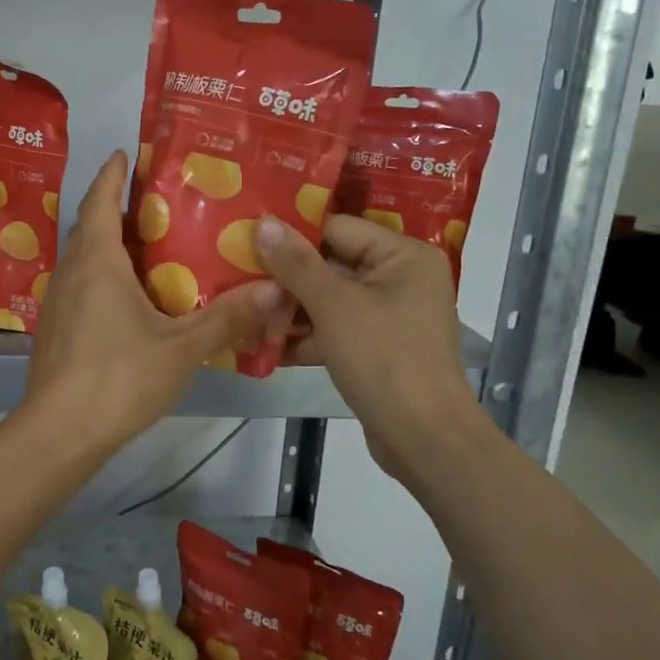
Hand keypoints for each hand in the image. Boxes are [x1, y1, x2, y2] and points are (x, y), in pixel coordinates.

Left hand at [23, 152, 282, 457]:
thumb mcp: (181, 348)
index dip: (111, 175)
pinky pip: (79, 287)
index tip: (124, 154)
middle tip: (154, 200)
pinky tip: (127, 299)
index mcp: (98, 262)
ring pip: (82, 259)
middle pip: (89, 227)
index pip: (100, 201)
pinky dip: (101, 277)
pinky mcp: (55, 331)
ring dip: (106, 244)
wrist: (58, 433)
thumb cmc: (118, 378)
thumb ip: (228, 318)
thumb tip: (276, 289)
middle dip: (114, 207)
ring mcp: (57, 303)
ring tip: (146, 245)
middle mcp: (71, 273)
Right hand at [254, 214, 484, 483]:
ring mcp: (390, 315)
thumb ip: (296, 263)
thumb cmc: (383, 359)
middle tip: (236, 276)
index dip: (292, 235)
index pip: (337, 228)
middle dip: (286, 277)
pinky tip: (264, 344)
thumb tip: (263, 221)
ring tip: (242, 310)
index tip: (246, 240)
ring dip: (290, 309)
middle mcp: (401, 278)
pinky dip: (306, 336)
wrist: (423, 438)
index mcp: (403, 255)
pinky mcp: (378, 348)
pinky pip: (336, 330)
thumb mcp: (334, 306)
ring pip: (330, 300)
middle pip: (332, 264)